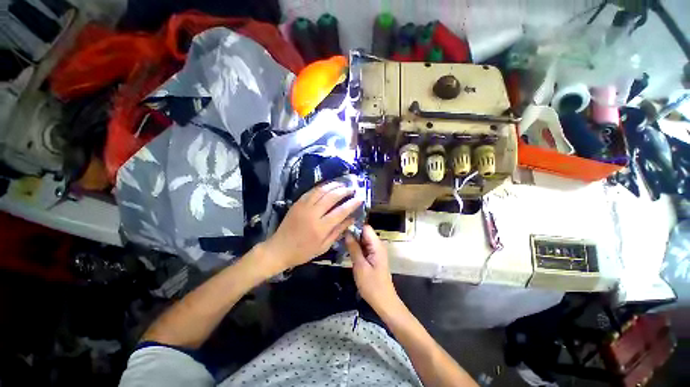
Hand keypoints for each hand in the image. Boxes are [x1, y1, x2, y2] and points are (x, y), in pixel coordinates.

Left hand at [264, 182, 362, 271]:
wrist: (279, 248)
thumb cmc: (303, 251)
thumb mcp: (324, 246)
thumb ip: (338, 231)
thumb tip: (351, 219)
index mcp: (320, 228)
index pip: (340, 212)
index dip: (352, 203)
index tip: (360, 198)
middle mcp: (312, 214)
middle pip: (331, 197)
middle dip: (344, 191)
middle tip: (352, 189)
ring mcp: (303, 206)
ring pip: (321, 191)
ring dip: (333, 185)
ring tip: (342, 184)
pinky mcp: (297, 203)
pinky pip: (311, 191)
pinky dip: (321, 187)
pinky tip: (328, 186)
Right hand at [346, 225, 398, 311]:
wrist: (384, 302)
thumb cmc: (372, 285)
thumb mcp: (360, 266)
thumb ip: (354, 248)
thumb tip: (347, 232)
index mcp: (377, 245)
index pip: (366, 228)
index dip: (354, 226)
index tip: (342, 228)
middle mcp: (377, 245)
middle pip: (364, 233)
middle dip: (352, 233)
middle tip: (338, 236)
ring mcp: (375, 251)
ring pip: (363, 240)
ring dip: (353, 241)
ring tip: (339, 241)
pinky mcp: (373, 257)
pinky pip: (363, 248)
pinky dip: (356, 248)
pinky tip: (346, 250)